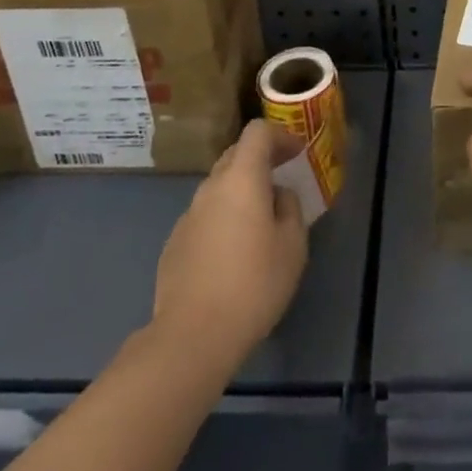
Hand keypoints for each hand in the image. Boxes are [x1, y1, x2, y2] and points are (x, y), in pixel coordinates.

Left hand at [151, 120, 308, 368]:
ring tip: (259, 220)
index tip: (297, 153)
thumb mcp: (292, 245)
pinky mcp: (174, 244)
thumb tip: (278, 196)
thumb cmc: (253, 285)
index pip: (257, 133)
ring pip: (218, 187)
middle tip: (281, 179)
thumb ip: (290, 208)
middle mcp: (210, 188)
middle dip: (260, 160)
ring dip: (240, 191)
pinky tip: (232, 252)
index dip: (280, 136)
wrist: (191, 337)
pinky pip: (204, 216)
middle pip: (235, 155)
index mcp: (241, 179)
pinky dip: (222, 218)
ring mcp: (188, 216)